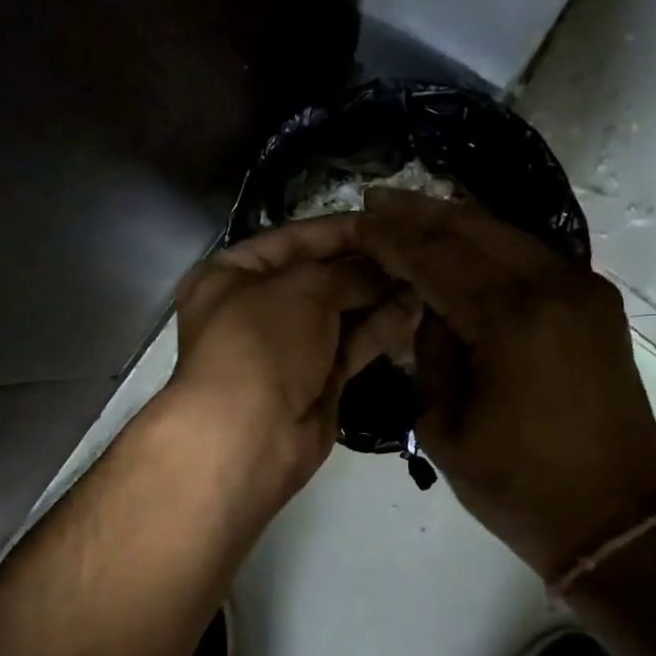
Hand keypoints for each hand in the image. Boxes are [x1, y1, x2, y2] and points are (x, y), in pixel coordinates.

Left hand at [165, 216, 417, 515]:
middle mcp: (256, 307)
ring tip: (425, 277)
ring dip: (379, 295)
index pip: (293, 239)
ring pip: (340, 312)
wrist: (249, 434)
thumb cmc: (261, 342)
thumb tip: (386, 270)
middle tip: (416, 251)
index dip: (340, 230)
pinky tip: (415, 309)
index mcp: (231, 275)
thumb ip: (348, 272)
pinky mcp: (316, 380)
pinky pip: (352, 345)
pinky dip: (380, 328)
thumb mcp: (302, 288)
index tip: (387, 221)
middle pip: (320, 276)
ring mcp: (287, 347)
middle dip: (366, 265)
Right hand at [356, 190, 655, 580]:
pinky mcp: (597, 309)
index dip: (393, 240)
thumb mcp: (444, 428)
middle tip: (379, 198)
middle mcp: (555, 288)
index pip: (437, 260)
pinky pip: (535, 259)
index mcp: (512, 319)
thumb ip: (431, 355)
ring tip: (414, 210)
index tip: (358, 219)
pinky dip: (494, 245)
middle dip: (423, 213)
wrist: (614, 520)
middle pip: (477, 230)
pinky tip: (467, 240)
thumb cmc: (519, 486)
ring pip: (510, 237)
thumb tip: (431, 311)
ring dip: (459, 222)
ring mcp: (585, 293)